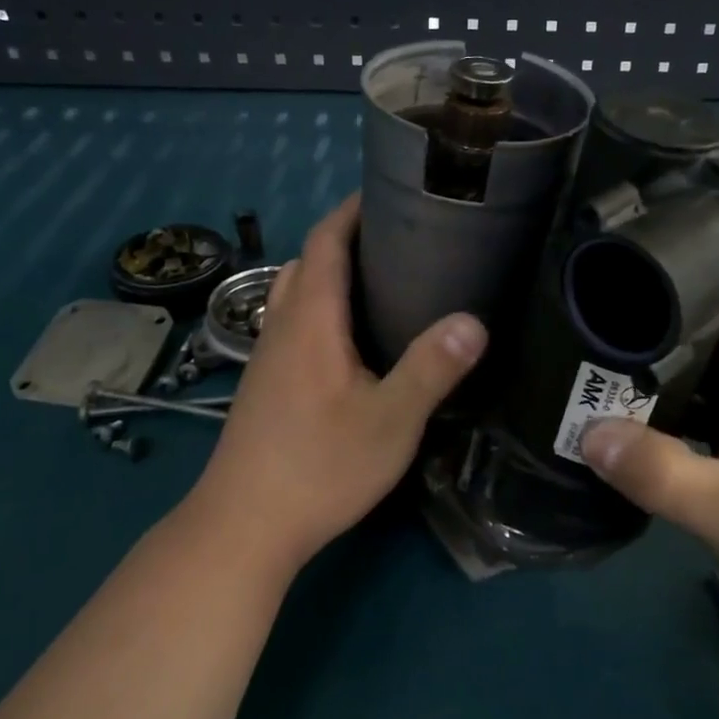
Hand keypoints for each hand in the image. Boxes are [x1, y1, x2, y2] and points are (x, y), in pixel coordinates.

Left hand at [184, 194, 487, 578]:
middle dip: (344, 237)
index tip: (386, 192)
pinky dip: (321, 307)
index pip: (325, 242)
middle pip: (307, 262)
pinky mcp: (265, 385)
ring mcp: (267, 357)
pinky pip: (293, 323)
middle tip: (397, 238)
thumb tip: (474, 320)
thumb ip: (431, 367)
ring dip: (329, 273)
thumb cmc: (319, 467)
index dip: (350, 211)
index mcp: (311, 321)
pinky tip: (351, 339)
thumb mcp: (390, 420)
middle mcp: (282, 327)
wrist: (244, 526)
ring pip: (295, 294)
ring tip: (379, 280)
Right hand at [580, 285, 718, 638]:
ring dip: (660, 369)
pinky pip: (715, 400)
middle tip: (586, 335)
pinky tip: (639, 422)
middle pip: (707, 322)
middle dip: (649, 325)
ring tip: (597, 372)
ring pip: (709, 365)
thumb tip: (585, 433)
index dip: (668, 277)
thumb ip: (656, 471)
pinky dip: (679, 404)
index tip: (610, 286)